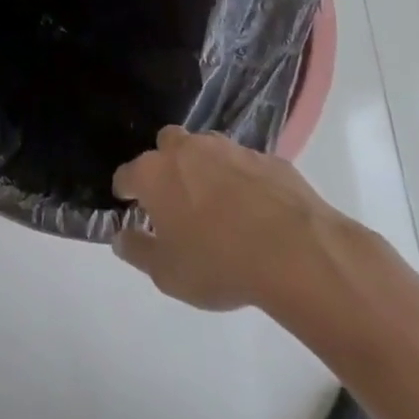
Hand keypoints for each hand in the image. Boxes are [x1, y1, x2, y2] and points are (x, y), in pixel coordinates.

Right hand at [112, 127, 370, 318]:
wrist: (297, 253)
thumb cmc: (219, 264)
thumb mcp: (167, 274)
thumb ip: (138, 252)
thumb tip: (121, 238)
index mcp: (154, 174)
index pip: (126, 174)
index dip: (126, 191)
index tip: (130, 205)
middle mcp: (187, 150)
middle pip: (165, 145)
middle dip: (165, 164)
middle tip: (175, 198)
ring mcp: (229, 150)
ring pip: (206, 148)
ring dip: (205, 167)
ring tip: (217, 202)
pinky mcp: (268, 158)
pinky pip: (245, 164)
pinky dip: (242, 179)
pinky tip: (255, 208)